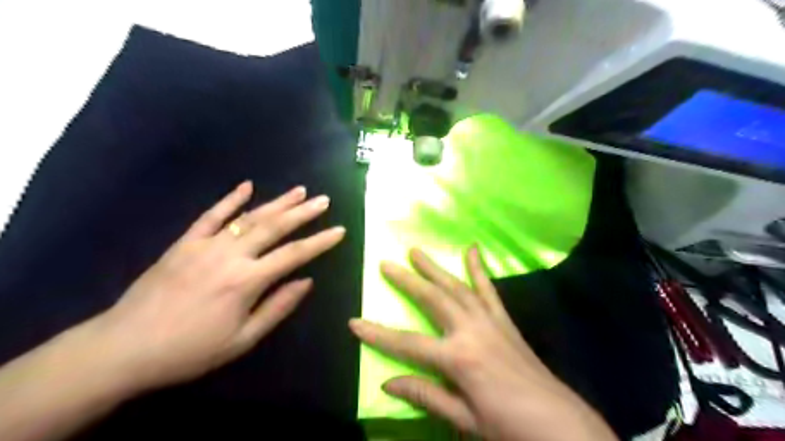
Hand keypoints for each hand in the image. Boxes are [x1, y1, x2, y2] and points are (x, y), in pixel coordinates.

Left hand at [89, 181, 344, 391]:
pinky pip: (211, 215)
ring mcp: (205, 245)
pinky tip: (247, 186)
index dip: (319, 241)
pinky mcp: (185, 242)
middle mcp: (230, 255)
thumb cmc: (191, 349)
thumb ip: (277, 307)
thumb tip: (306, 281)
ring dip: (277, 202)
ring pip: (248, 217)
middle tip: (323, 200)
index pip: (293, 254)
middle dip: (303, 212)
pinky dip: (230, 199)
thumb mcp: (242, 339)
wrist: (124, 347)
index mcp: (247, 281)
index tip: (339, 230)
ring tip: (299, 190)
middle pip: (274, 227)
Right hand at [350, 249, 619, 440]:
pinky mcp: (504, 321)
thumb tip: (387, 381)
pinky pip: (489, 290)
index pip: (407, 344)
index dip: (378, 334)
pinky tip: (472, 250)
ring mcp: (490, 321)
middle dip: (407, 281)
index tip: (354, 322)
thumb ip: (426, 395)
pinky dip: (479, 269)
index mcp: (458, 358)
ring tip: (417, 251)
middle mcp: (471, 330)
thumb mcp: (464, 419)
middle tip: (386, 263)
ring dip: (435, 268)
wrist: (561, 425)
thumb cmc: (509, 426)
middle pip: (432, 299)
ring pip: (457, 287)